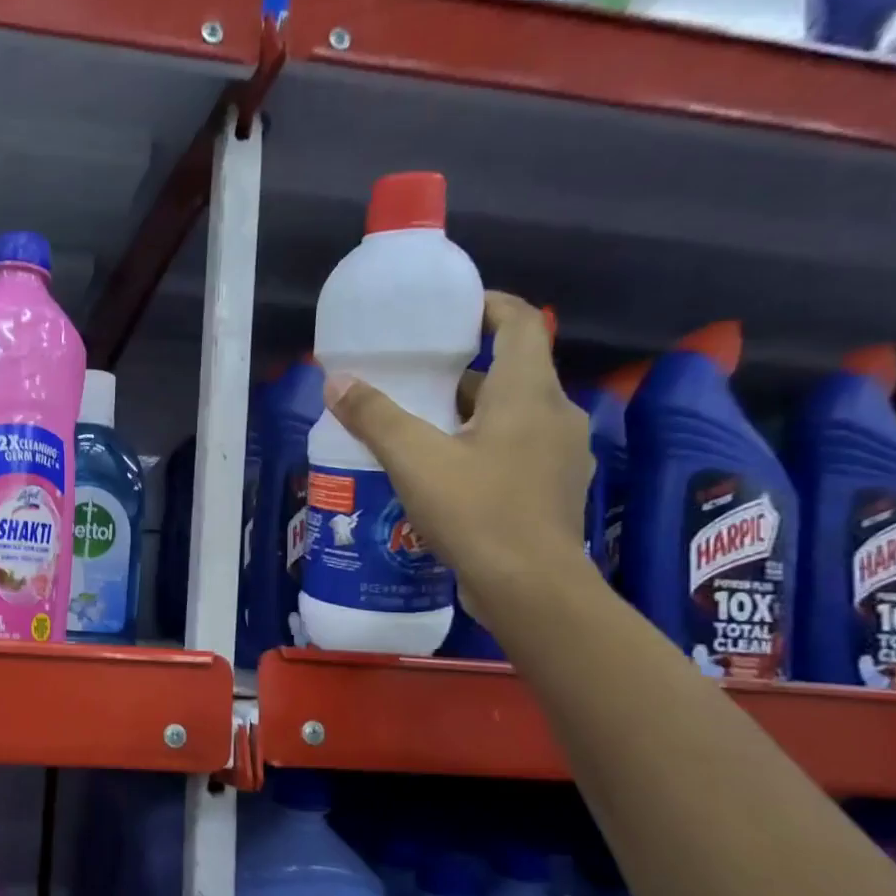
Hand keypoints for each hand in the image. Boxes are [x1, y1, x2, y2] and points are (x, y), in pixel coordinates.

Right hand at [325, 291, 594, 629]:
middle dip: (462, 371)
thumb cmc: (477, 511)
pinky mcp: (552, 491)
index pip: (520, 324)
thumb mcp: (414, 459)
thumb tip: (336, 381)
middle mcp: (555, 415)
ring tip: (418, 428)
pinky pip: (515, 450)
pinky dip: (482, 447)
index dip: (489, 306)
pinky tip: (445, 474)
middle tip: (413, 379)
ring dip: (469, 413)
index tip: (451, 310)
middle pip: (511, 373)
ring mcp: (559, 456)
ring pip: (512, 416)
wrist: (532, 589)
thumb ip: (374, 416)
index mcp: (528, 393)